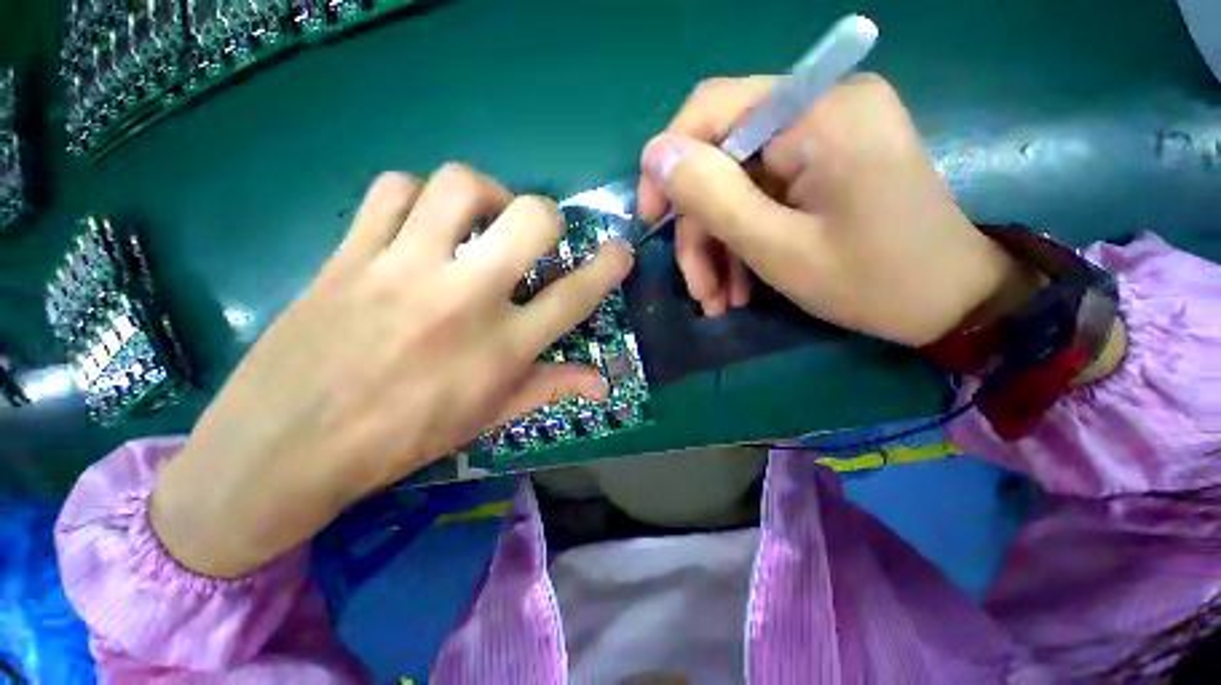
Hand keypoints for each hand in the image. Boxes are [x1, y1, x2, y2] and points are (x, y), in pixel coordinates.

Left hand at [152, 166, 632, 577]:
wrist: (284, 447)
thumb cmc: (401, 439)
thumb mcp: (487, 418)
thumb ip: (548, 388)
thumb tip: (600, 382)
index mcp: (501, 349)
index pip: (573, 297)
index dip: (606, 268)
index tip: (621, 250)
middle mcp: (463, 299)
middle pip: (529, 220)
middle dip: (547, 216)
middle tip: (536, 233)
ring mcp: (402, 268)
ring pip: (459, 186)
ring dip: (485, 193)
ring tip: (480, 218)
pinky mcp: (350, 254)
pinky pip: (392, 189)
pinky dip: (417, 193)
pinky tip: (421, 220)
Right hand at [637, 74, 1036, 346]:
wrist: (949, 303)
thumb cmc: (872, 281)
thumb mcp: (778, 247)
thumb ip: (712, 196)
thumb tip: (654, 155)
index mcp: (818, 112)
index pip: (711, 109)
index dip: (668, 163)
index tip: (652, 220)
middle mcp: (821, 108)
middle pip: (723, 161)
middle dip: (702, 233)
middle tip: (701, 292)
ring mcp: (825, 138)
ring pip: (738, 187)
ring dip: (720, 248)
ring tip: (720, 301)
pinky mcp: (826, 166)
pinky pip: (763, 198)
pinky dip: (745, 243)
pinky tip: (741, 287)